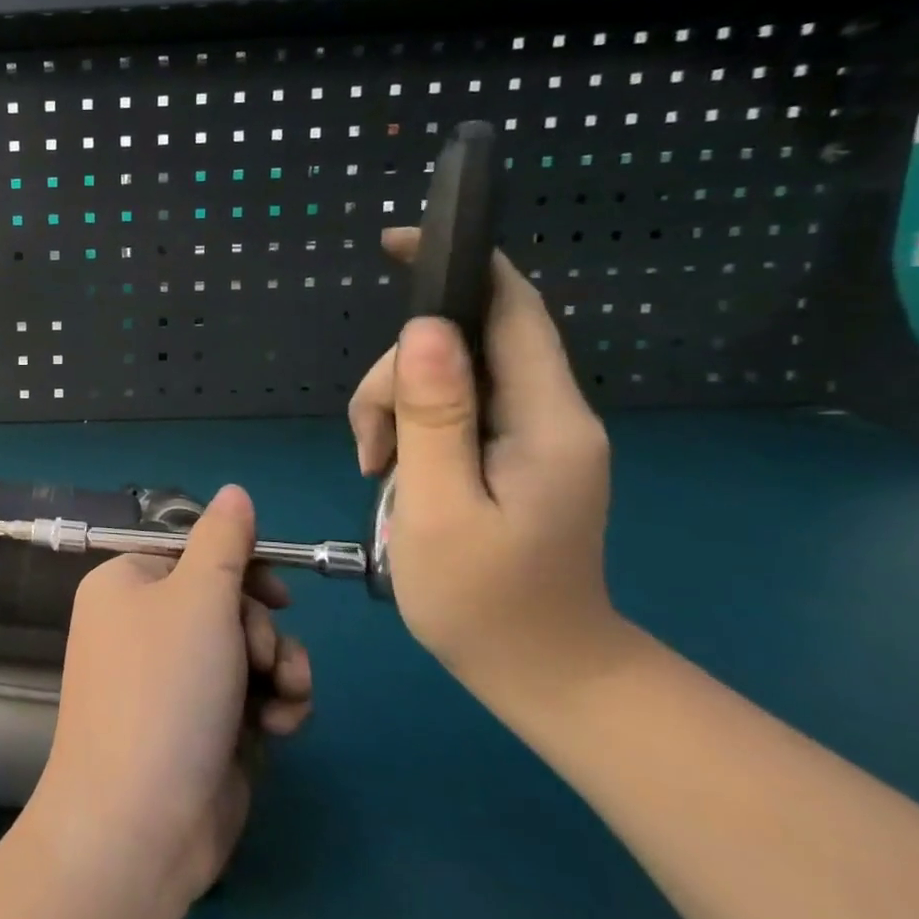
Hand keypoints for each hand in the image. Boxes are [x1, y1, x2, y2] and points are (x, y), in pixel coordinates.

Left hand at [27, 486, 312, 908]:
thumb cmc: (165, 690)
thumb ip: (224, 541)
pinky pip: (247, 694)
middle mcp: (141, 626)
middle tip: (263, 658)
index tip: (279, 592)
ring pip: (246, 649)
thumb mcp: (199, 598)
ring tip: (281, 697)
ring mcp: (169, 680)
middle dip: (262, 629)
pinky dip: (271, 705)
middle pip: (225, 601)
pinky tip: (277, 728)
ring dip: (279, 668)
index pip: (193, 553)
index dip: (242, 568)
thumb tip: (235, 490)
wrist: (140, 822)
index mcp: (125, 584)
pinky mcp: (198, 726)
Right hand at [349, 228, 620, 692]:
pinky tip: (392, 470)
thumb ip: (433, 415)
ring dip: (396, 408)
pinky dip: (410, 428)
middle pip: (462, 345)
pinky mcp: (511, 453)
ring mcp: (531, 434)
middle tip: (370, 446)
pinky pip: (450, 409)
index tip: (396, 244)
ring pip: (446, 377)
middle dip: (398, 377)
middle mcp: (549, 413)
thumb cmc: (486, 601)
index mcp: (546, 419)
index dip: (458, 264)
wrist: (544, 674)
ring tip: (378, 470)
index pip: (510, 307)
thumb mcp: (441, 507)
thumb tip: (424, 328)